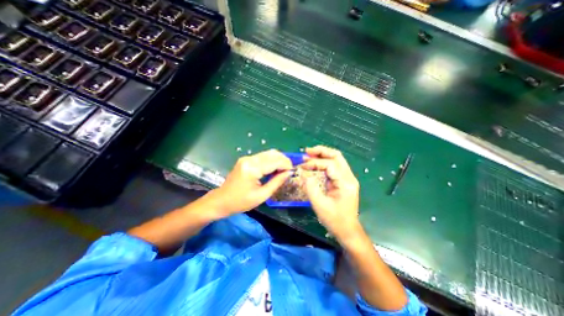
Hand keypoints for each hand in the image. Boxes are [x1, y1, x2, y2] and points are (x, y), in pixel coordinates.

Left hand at [208, 149, 295, 217]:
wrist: (221, 200)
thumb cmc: (241, 202)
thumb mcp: (262, 195)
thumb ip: (277, 182)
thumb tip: (289, 173)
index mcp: (252, 169)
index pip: (274, 161)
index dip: (286, 164)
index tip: (293, 171)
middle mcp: (249, 159)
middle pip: (272, 154)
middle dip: (284, 160)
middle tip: (289, 170)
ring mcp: (247, 158)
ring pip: (268, 153)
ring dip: (278, 159)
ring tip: (283, 170)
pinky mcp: (246, 160)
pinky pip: (263, 156)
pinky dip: (271, 160)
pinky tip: (274, 168)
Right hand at [304, 146, 361, 241]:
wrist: (348, 230)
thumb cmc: (334, 220)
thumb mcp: (319, 204)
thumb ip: (310, 187)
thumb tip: (303, 173)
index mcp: (345, 183)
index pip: (330, 164)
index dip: (314, 163)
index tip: (302, 166)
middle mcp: (349, 177)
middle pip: (336, 156)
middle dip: (321, 151)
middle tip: (307, 151)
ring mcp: (348, 178)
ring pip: (336, 159)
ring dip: (322, 155)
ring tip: (309, 155)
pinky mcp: (344, 181)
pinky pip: (334, 166)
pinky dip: (324, 162)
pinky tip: (315, 163)